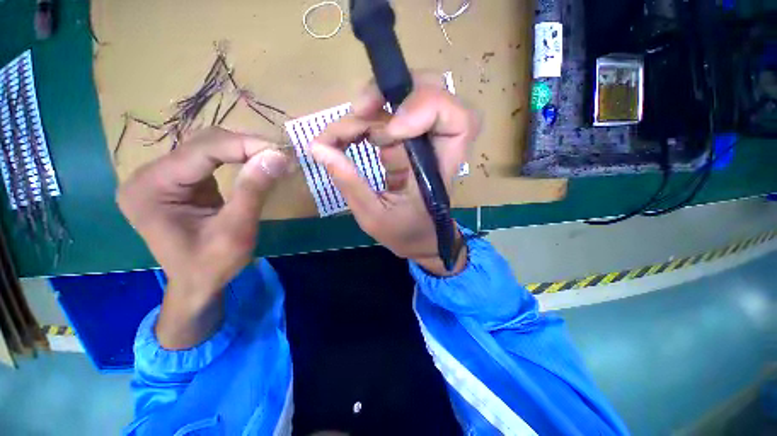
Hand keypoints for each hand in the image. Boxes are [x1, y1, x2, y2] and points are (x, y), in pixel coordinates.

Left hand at [117, 127, 291, 347]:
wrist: (197, 284)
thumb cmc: (212, 265)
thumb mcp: (236, 231)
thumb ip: (253, 190)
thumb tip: (278, 156)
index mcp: (151, 188)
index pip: (202, 151)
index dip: (245, 146)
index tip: (281, 151)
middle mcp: (148, 175)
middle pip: (202, 144)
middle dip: (245, 146)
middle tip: (280, 155)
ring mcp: (160, 176)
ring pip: (206, 147)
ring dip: (242, 150)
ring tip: (271, 157)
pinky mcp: (177, 181)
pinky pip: (208, 159)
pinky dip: (235, 158)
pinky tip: (254, 162)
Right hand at [310, 75, 479, 275]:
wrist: (419, 240)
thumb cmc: (405, 234)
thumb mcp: (374, 217)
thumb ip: (350, 183)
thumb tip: (319, 148)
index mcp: (439, 169)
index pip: (458, 120)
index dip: (427, 108)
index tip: (391, 130)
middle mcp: (435, 148)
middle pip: (432, 91)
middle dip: (392, 93)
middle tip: (360, 110)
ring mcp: (420, 142)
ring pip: (403, 100)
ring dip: (368, 109)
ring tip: (339, 136)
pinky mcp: (406, 144)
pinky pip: (386, 118)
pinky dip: (362, 122)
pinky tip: (343, 138)